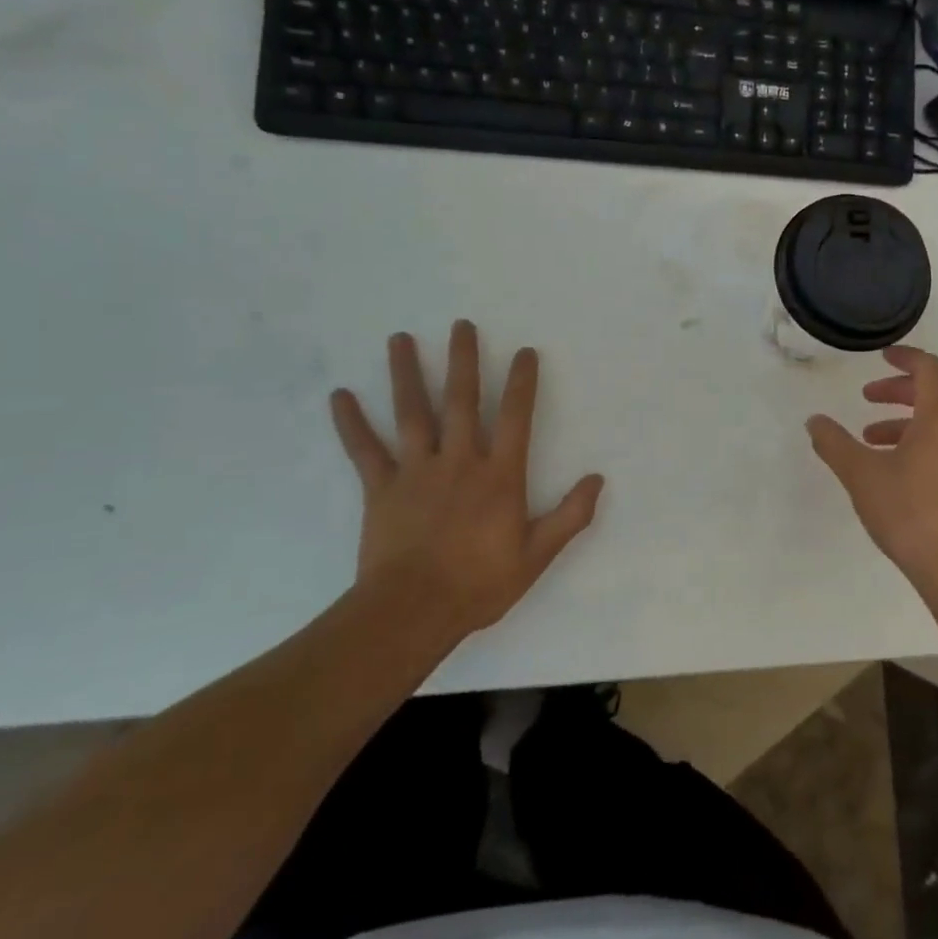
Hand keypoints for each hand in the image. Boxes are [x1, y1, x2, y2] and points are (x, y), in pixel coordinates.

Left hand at [329, 321, 603, 640]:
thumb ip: (570, 515)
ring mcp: (417, 471)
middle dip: (463, 360)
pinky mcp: (382, 489)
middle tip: (461, 325)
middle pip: (461, 400)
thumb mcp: (536, 555)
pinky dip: (352, 423)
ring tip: (400, 338)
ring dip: (406, 373)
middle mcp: (459, 461)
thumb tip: (598, 479)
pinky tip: (340, 396)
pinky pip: (365, 450)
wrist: (412, 613)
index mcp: (499, 475)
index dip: (522, 382)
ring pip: (412, 413)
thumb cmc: (479, 583)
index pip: (515, 417)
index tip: (524, 351)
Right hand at [806, 346, 937, 603]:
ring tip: (869, 439)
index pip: (928, 368)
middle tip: (866, 397)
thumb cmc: (911, 512)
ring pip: (937, 423)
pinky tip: (892, 470)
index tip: (881, 357)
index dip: (904, 357)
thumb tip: (814, 421)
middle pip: (933, 394)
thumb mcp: (862, 475)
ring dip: (903, 422)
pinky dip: (918, 442)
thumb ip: (835, 444)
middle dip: (897, 391)